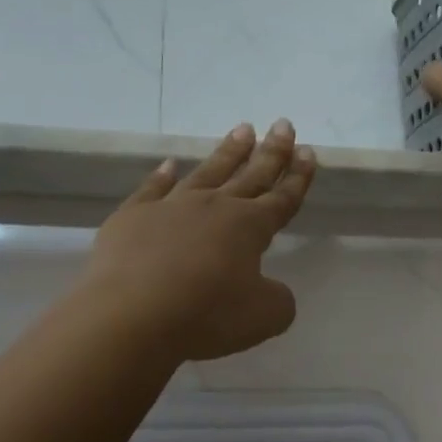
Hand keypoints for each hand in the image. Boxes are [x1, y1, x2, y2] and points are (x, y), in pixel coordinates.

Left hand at [83, 120, 316, 360]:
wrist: (132, 315)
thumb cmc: (207, 315)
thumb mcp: (264, 317)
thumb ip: (278, 299)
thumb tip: (271, 289)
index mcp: (249, 227)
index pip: (282, 197)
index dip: (298, 177)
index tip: (308, 151)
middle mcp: (214, 207)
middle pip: (250, 174)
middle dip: (271, 151)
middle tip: (283, 125)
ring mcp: (171, 208)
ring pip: (207, 172)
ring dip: (228, 152)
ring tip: (242, 130)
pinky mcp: (132, 217)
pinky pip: (152, 189)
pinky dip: (162, 175)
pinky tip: (170, 164)